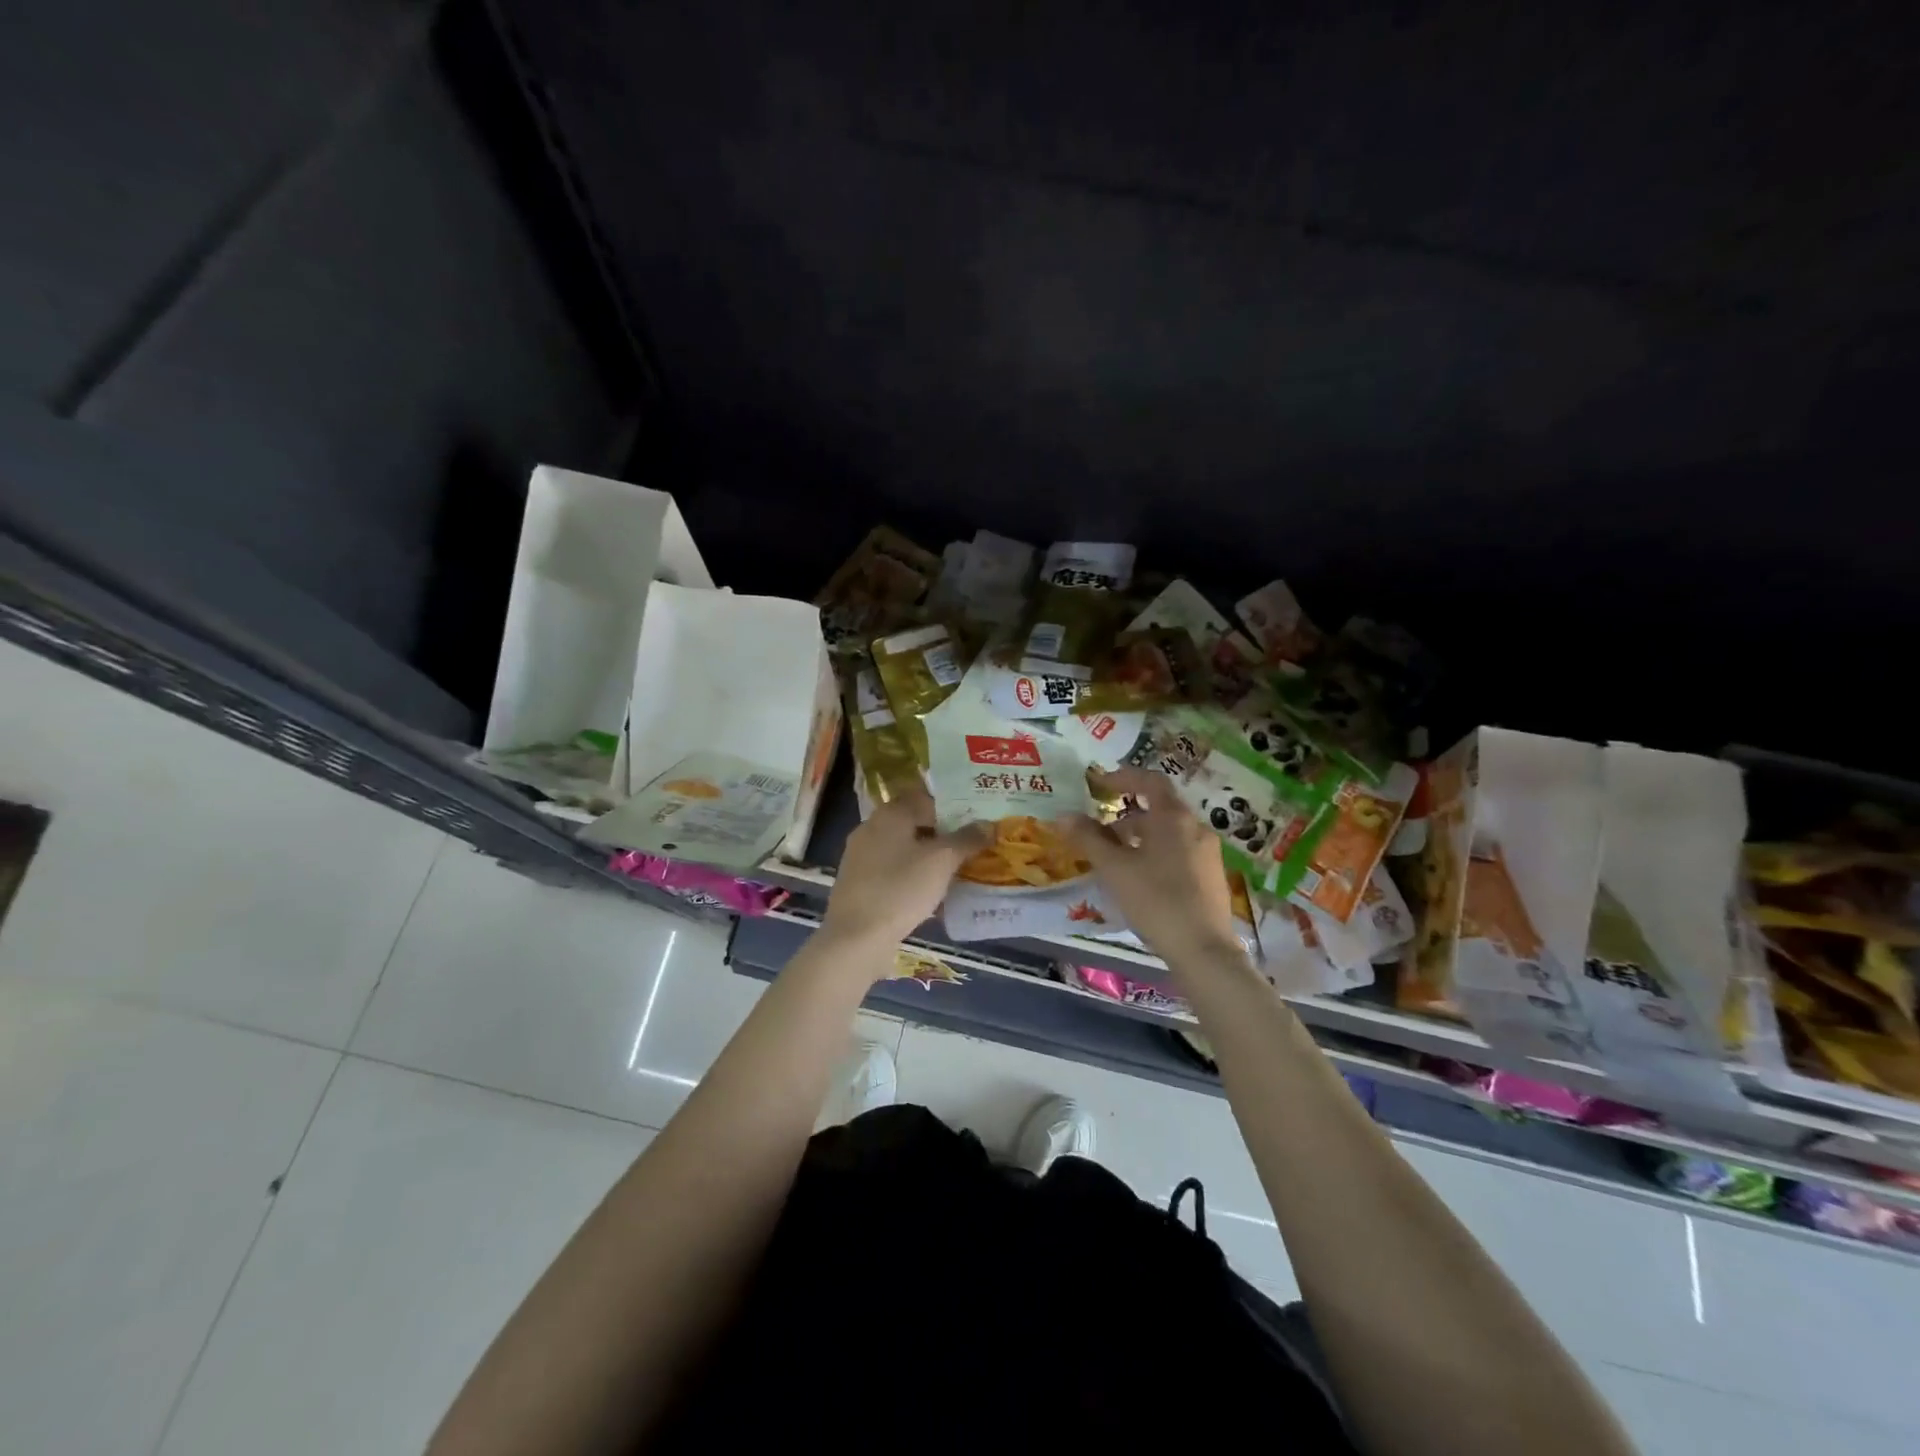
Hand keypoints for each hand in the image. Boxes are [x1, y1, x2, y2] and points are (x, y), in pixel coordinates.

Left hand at [822, 783, 990, 948]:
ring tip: (956, 871)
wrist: (855, 937)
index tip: (977, 821)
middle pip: (915, 823)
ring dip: (928, 857)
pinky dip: (913, 876)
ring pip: (904, 849)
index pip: (926, 798)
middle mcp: (872, 827)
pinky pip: (893, 871)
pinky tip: (931, 894)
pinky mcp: (859, 883)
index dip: (953, 807)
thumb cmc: (901, 888)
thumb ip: (967, 839)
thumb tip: (989, 824)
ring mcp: (861, 856)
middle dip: (943, 834)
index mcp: (890, 813)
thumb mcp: (942, 861)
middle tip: (972, 846)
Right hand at [1055, 767, 1243, 967]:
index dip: (1123, 777)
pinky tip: (1140, 881)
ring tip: (1115, 861)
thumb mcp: (1114, 868)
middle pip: (1158, 810)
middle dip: (1126, 818)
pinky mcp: (1212, 877)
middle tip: (1099, 834)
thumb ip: (1088, 839)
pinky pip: (1179, 852)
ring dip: (1140, 838)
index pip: (1149, 781)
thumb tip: (1063, 816)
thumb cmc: (1155, 900)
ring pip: (1168, 834)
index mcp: (1174, 818)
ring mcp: (1208, 853)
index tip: (1099, 783)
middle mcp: (1196, 828)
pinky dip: (1156, 854)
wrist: (1203, 949)